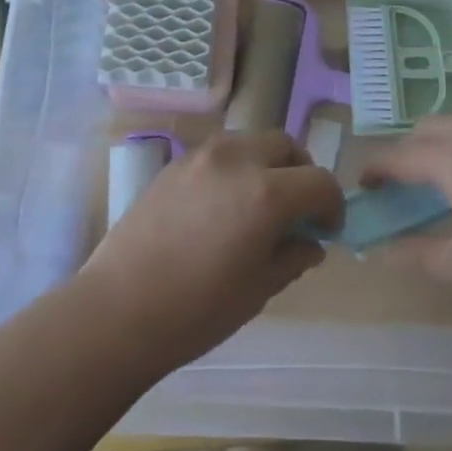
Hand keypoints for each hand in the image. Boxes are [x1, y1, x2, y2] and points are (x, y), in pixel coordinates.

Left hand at [80, 131, 343, 375]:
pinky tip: (222, 204)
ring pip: (252, 141)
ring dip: (268, 163)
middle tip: (296, 209)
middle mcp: (238, 159)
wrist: (119, 309)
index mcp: (267, 193)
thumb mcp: (258, 290)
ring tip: (258, 202)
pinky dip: (236, 166)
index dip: (332, 205)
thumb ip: (292, 257)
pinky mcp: (176, 162)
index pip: (319, 181)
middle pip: (287, 145)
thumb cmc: (197, 310)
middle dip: (301, 173)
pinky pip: (220, 151)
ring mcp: (203, 155)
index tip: (326, 230)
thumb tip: (309, 243)